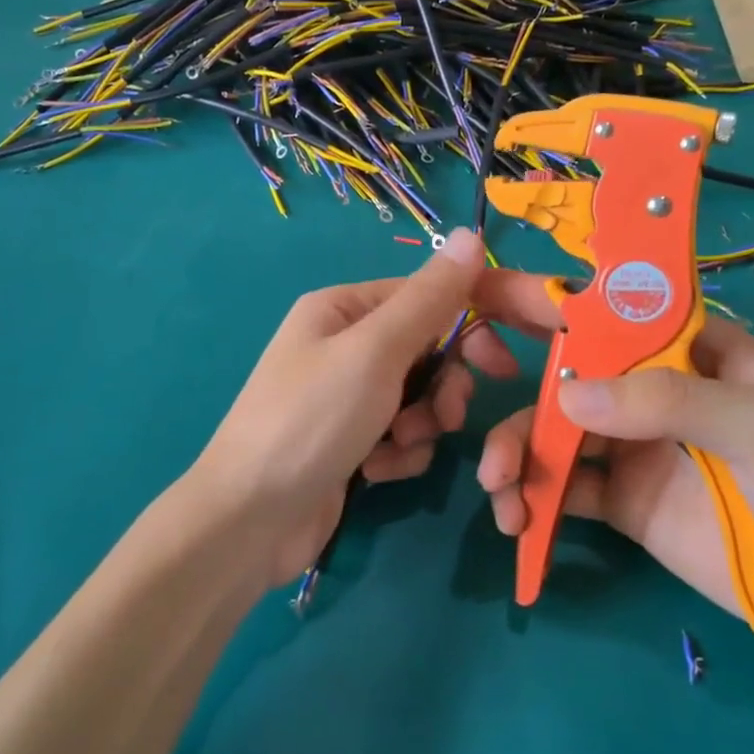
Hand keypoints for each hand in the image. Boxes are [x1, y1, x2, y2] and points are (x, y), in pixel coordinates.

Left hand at [186, 229, 520, 586]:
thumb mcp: (375, 351)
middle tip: (447, 416)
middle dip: (442, 387)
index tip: (502, 365)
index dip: (468, 326)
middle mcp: (343, 345)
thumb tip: (470, 234)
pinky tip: (374, 473)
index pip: (424, 297)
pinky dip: (398, 454)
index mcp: (342, 309)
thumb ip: (428, 298)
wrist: (251, 520)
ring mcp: (345, 397)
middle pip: (425, 351)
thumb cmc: (312, 420)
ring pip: (418, 397)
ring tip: (397, 447)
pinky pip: (400, 435)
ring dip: (420, 425)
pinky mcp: (350, 442)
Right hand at [472, 272, 753, 652]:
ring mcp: (630, 446)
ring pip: (551, 432)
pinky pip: (561, 488)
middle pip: (564, 370)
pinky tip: (517, 520)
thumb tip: (566, 394)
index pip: (607, 308)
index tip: (481, 296)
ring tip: (498, 489)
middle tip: (457, 398)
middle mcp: (648, 388)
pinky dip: (530, 498)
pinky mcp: (621, 500)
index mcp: (685, 348)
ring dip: (514, 450)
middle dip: (512, 382)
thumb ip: (672, 402)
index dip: (545, 297)